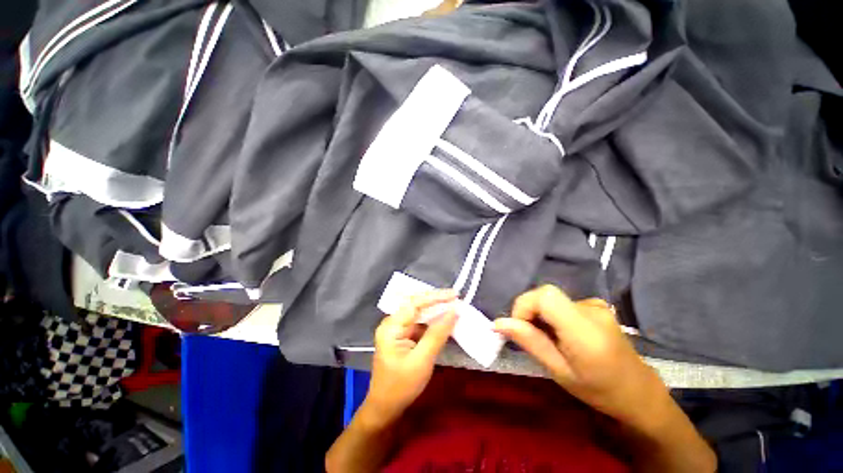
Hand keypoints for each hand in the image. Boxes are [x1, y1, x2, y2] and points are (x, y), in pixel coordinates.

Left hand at [363, 289, 457, 423]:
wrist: (385, 409)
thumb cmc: (401, 386)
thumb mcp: (422, 360)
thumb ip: (437, 334)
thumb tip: (453, 311)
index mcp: (391, 326)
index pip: (415, 303)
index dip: (436, 297)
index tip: (455, 294)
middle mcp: (393, 323)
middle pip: (416, 305)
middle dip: (436, 301)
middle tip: (456, 298)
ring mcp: (398, 329)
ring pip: (420, 313)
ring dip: (436, 310)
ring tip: (453, 306)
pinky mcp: (404, 336)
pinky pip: (420, 324)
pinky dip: (433, 322)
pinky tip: (445, 320)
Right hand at [493, 285, 668, 430]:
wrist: (639, 392)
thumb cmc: (599, 390)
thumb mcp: (559, 371)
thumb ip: (529, 342)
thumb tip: (498, 323)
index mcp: (584, 331)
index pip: (545, 296)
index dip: (524, 305)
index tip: (519, 327)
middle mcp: (591, 310)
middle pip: (545, 294)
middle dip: (529, 311)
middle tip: (532, 337)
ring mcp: (596, 305)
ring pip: (552, 299)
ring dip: (541, 315)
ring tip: (550, 339)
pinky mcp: (596, 305)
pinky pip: (563, 303)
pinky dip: (553, 315)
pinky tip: (563, 334)